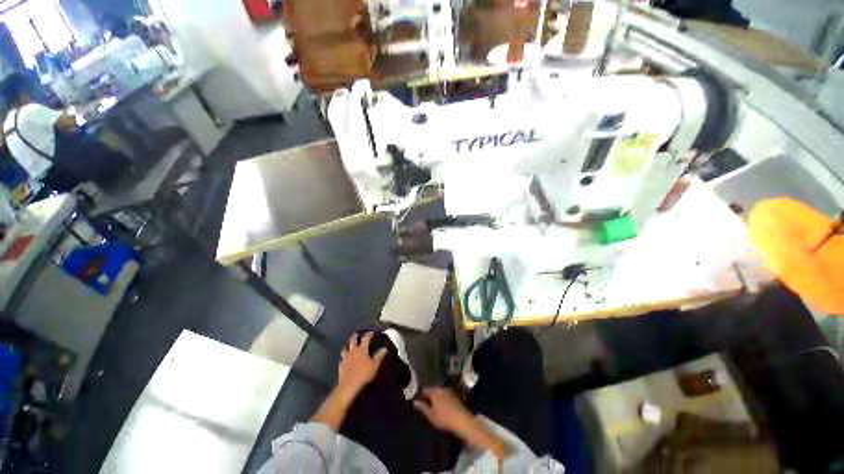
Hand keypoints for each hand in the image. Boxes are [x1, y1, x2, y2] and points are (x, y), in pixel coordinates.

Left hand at [338, 332, 387, 394]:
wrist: (349, 385)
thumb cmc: (363, 374)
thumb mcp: (374, 365)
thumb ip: (379, 356)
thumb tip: (384, 348)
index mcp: (362, 349)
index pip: (365, 338)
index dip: (369, 335)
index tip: (371, 333)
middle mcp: (353, 351)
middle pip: (353, 341)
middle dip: (355, 337)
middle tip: (356, 334)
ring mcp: (346, 358)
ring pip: (345, 348)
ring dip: (347, 346)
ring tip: (349, 346)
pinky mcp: (341, 365)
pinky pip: (342, 358)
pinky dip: (344, 356)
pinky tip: (344, 358)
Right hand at [413, 387, 475, 434]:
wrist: (461, 419)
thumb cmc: (444, 418)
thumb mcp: (431, 415)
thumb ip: (422, 407)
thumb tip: (415, 402)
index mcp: (433, 392)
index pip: (424, 390)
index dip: (420, 395)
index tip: (418, 401)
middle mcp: (440, 388)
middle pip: (432, 389)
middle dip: (428, 395)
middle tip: (425, 403)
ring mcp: (448, 390)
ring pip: (438, 391)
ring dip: (435, 396)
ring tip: (433, 405)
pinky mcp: (454, 394)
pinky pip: (444, 394)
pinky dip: (442, 398)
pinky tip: (442, 405)